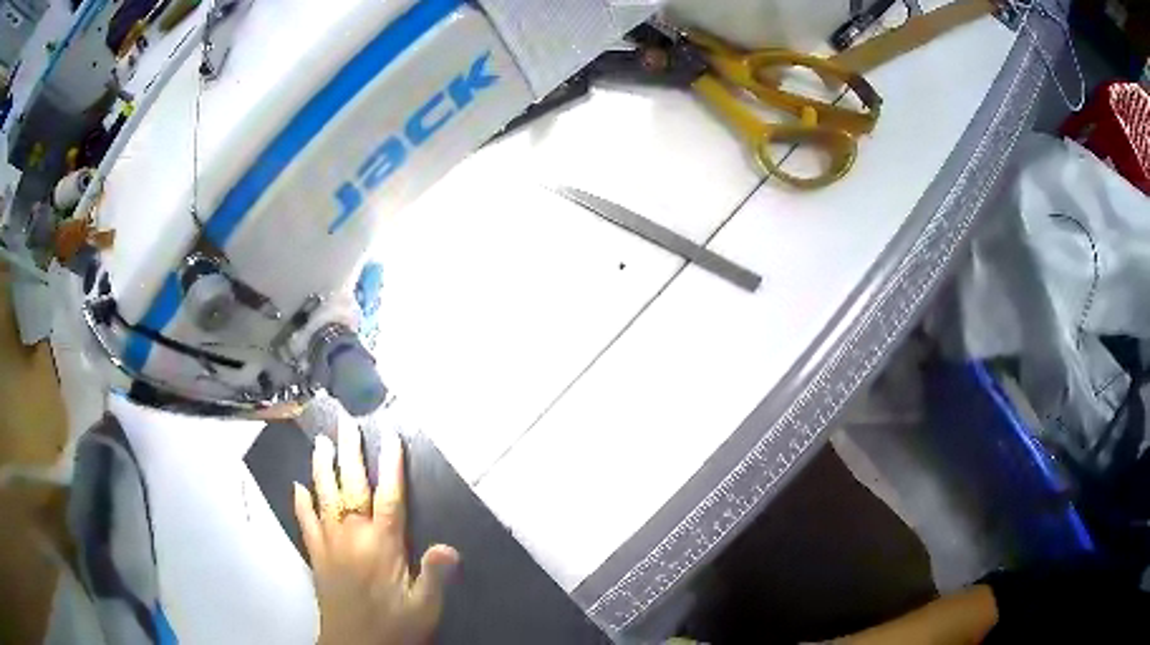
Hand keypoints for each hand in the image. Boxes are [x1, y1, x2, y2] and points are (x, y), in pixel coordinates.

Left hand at [294, 425, 459, 644]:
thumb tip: (449, 546)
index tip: (391, 437)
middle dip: (350, 454)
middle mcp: (353, 536)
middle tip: (346, 424)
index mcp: (382, 545)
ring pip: (324, 497)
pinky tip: (297, 485)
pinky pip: (305, 522)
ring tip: (321, 442)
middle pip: (351, 487)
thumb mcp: (424, 607)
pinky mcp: (316, 555)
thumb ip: (435, 576)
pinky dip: (301, 502)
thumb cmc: (393, 627)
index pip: (389, 498)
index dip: (392, 466)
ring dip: (322, 468)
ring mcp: (330, 543)